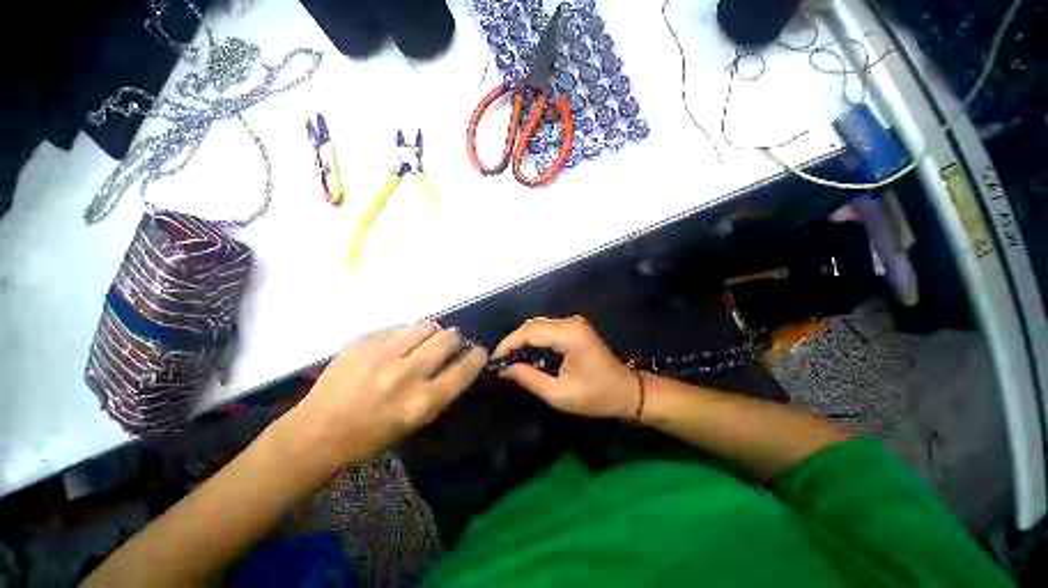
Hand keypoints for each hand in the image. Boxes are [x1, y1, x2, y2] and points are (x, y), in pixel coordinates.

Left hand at [280, 322, 486, 470]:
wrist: (315, 434)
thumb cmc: (371, 436)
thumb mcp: (415, 422)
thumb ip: (440, 391)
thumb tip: (457, 362)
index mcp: (422, 402)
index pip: (465, 369)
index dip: (477, 356)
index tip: (478, 352)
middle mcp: (406, 375)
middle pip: (448, 339)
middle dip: (455, 339)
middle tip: (450, 343)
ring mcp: (382, 355)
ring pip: (425, 326)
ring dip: (432, 331)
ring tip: (425, 339)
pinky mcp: (362, 342)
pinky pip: (397, 327)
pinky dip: (405, 333)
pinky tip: (397, 344)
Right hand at [493, 316, 639, 419]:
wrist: (628, 392)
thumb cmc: (596, 396)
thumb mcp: (559, 394)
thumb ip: (529, 378)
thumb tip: (504, 369)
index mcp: (569, 334)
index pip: (530, 331)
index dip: (509, 343)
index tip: (494, 359)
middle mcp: (571, 322)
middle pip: (533, 324)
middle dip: (513, 340)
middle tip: (499, 360)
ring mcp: (574, 323)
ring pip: (538, 325)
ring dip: (522, 339)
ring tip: (508, 357)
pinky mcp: (575, 328)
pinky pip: (547, 328)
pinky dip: (533, 338)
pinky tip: (525, 352)